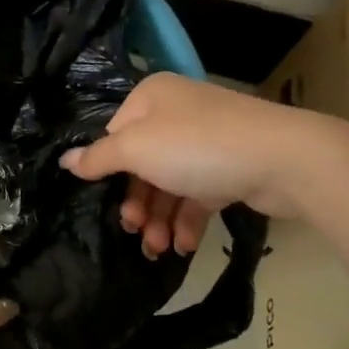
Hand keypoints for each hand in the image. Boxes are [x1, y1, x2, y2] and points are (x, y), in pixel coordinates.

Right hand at [61, 74, 319, 255]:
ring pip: (169, 183)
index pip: (116, 134)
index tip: (107, 203)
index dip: (109, 171)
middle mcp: (177, 113)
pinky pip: (198, 195)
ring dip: (159, 219)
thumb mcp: (137, 150)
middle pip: (142, 163)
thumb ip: (99, 158)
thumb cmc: (197, 147)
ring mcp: (207, 141)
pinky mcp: (230, 168)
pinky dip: (187, 220)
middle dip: (137, 203)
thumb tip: (65, 160)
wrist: (284, 160)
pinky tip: (185, 246)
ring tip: (159, 250)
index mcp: (152, 98)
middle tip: (134, 232)